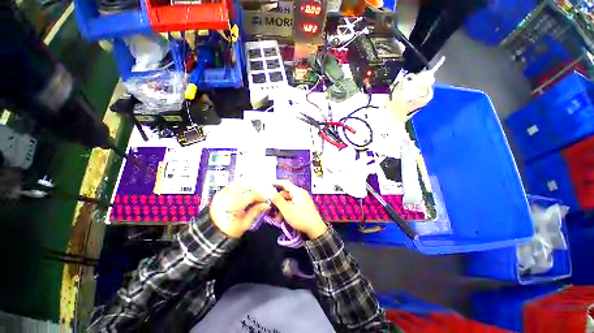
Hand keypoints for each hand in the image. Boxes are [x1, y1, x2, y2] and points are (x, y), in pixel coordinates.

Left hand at [209, 183, 269, 237]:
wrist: (210, 233)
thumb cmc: (229, 230)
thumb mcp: (245, 224)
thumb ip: (256, 211)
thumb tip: (267, 205)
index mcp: (234, 204)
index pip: (252, 194)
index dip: (261, 196)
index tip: (266, 201)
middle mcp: (227, 195)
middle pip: (247, 185)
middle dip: (257, 189)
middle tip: (262, 196)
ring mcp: (222, 192)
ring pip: (240, 182)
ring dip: (250, 186)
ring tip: (255, 193)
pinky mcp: (220, 192)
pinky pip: (234, 184)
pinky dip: (242, 186)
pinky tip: (246, 192)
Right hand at [271, 180, 326, 238]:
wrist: (316, 229)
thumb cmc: (300, 218)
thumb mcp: (286, 209)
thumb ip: (277, 200)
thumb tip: (269, 191)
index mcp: (297, 191)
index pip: (285, 183)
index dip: (276, 183)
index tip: (268, 185)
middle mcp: (301, 193)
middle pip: (286, 193)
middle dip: (278, 202)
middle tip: (271, 210)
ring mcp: (303, 199)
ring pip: (289, 200)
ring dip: (282, 208)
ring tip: (278, 219)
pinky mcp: (304, 205)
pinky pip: (293, 204)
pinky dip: (287, 209)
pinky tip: (284, 218)